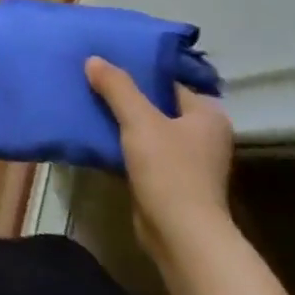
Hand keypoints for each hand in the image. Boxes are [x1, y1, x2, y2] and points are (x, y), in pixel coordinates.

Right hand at [85, 58, 233, 267]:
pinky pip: (141, 152)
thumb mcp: (139, 120)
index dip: (137, 71)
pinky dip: (121, 144)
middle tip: (92, 79)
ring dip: (121, 120)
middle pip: (156, 104)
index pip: (168, 82)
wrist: (181, 236)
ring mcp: (187, 160)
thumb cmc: (170, 171)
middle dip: (125, 96)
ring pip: (146, 129)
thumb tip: (93, 59)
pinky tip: (95, 135)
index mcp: (207, 114)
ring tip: (88, 102)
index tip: (106, 62)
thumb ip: (117, 87)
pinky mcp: (170, 181)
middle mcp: (202, 134)